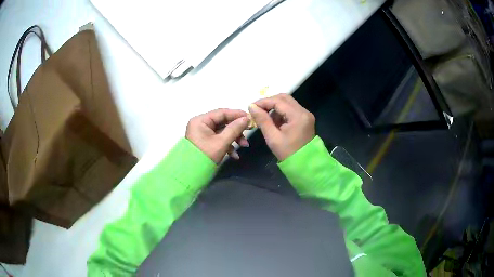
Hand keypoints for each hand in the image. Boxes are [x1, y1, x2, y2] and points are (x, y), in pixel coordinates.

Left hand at [186, 109, 249, 163]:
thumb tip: (246, 119)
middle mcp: (201, 124)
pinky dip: (228, 145)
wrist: (192, 175)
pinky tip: (235, 155)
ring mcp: (203, 133)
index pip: (222, 112)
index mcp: (201, 120)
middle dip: (237, 130)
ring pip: (223, 131)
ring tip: (244, 146)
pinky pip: (219, 139)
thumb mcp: (222, 142)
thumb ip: (235, 129)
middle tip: (249, 132)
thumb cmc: (205, 156)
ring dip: (234, 138)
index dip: (237, 114)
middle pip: (223, 122)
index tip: (250, 118)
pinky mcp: (205, 142)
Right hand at [248, 93, 314, 160]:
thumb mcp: (273, 138)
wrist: (305, 165)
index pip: (278, 101)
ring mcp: (306, 115)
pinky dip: (281, 112)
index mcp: (298, 116)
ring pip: (288, 103)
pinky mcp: (305, 119)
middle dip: (269, 102)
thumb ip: (262, 120)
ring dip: (275, 107)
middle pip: (284, 98)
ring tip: (265, 118)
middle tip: (257, 110)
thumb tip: (251, 106)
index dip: (263, 102)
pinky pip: (291, 110)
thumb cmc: (288, 153)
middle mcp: (304, 111)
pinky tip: (274, 122)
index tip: (251, 107)